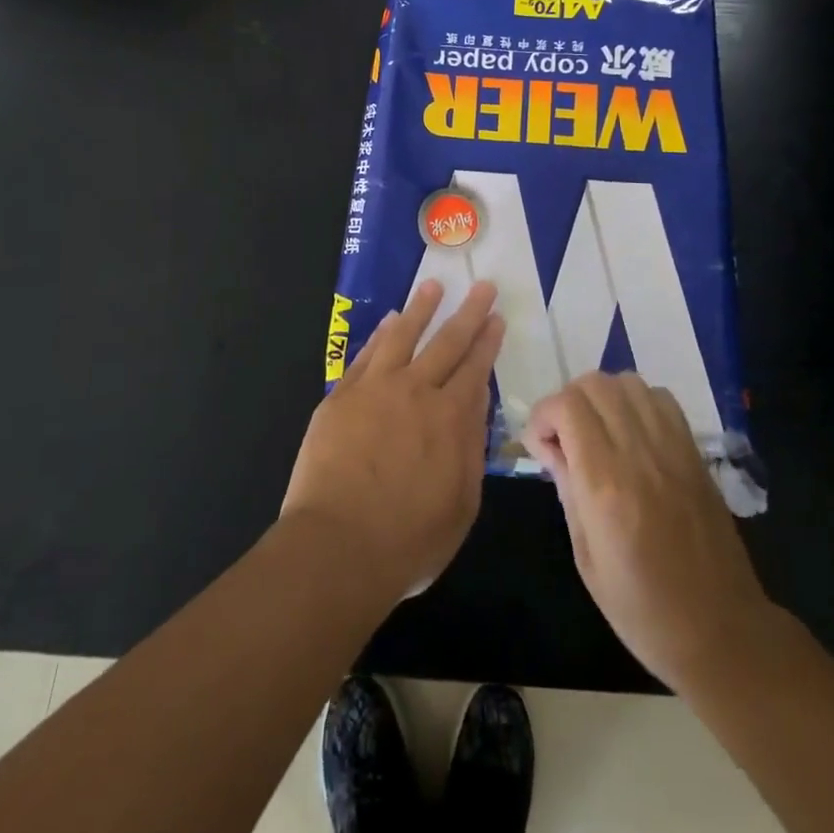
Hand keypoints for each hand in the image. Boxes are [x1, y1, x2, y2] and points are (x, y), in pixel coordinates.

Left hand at [282, 280, 504, 603]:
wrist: (337, 547)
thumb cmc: (409, 539)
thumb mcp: (462, 504)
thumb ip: (471, 449)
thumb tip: (476, 403)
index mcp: (450, 418)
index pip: (475, 368)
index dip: (488, 341)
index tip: (496, 317)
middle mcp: (416, 392)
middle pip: (446, 342)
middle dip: (468, 312)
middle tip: (482, 286)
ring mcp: (374, 389)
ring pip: (402, 335)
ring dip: (420, 309)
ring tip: (433, 285)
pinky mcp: (341, 397)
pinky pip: (366, 355)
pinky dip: (380, 334)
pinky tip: (388, 321)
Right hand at [524, 371, 779, 692]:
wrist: (721, 631)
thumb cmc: (642, 609)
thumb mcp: (586, 558)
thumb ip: (566, 490)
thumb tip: (549, 447)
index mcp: (606, 484)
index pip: (567, 407)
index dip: (543, 415)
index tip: (539, 445)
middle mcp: (639, 453)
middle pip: (595, 384)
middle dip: (567, 401)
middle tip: (563, 438)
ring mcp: (672, 447)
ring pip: (628, 382)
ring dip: (602, 397)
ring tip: (596, 432)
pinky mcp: (694, 451)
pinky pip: (660, 398)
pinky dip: (636, 402)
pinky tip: (630, 434)